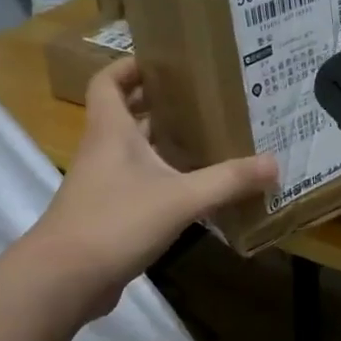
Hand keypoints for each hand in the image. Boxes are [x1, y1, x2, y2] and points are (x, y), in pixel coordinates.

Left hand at [30, 59, 276, 318]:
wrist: (65, 279)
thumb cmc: (116, 221)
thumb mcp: (180, 198)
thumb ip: (227, 181)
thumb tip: (274, 164)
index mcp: (111, 131)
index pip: (108, 81)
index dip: (129, 66)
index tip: (162, 61)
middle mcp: (103, 151)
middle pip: (125, 114)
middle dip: (157, 103)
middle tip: (200, 98)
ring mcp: (102, 185)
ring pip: (133, 152)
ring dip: (162, 143)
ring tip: (205, 137)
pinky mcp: (107, 215)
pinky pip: (137, 185)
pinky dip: (162, 180)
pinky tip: (192, 190)